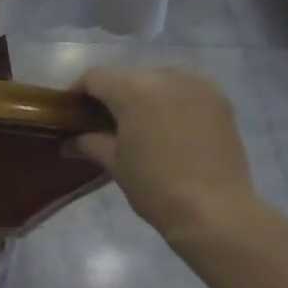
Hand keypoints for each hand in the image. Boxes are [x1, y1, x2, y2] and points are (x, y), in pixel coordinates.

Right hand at [69, 65, 259, 249]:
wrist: (213, 210)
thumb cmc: (154, 186)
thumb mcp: (115, 164)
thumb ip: (89, 144)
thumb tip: (68, 143)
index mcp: (135, 90)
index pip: (96, 77)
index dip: (78, 91)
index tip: (71, 112)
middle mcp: (167, 77)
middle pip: (128, 76)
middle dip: (112, 95)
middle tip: (102, 123)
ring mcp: (198, 85)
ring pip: (158, 80)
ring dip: (143, 96)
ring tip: (138, 125)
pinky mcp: (220, 100)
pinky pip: (185, 90)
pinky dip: (170, 101)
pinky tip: (167, 127)